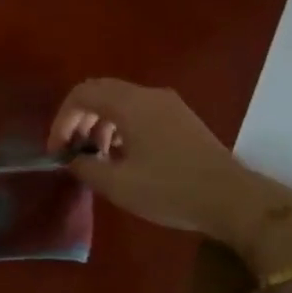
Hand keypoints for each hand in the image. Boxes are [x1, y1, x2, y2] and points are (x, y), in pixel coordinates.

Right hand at [49, 79, 291, 273]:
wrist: (234, 200)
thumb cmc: (172, 190)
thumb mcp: (119, 185)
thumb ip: (87, 167)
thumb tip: (73, 159)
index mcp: (130, 104)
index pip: (82, 94)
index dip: (62, 119)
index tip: (57, 150)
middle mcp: (148, 94)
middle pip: (100, 92)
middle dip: (79, 118)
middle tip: (71, 150)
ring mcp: (168, 104)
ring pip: (121, 101)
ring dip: (100, 123)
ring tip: (96, 157)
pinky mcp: (181, 119)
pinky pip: (139, 111)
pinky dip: (121, 126)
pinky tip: (123, 157)